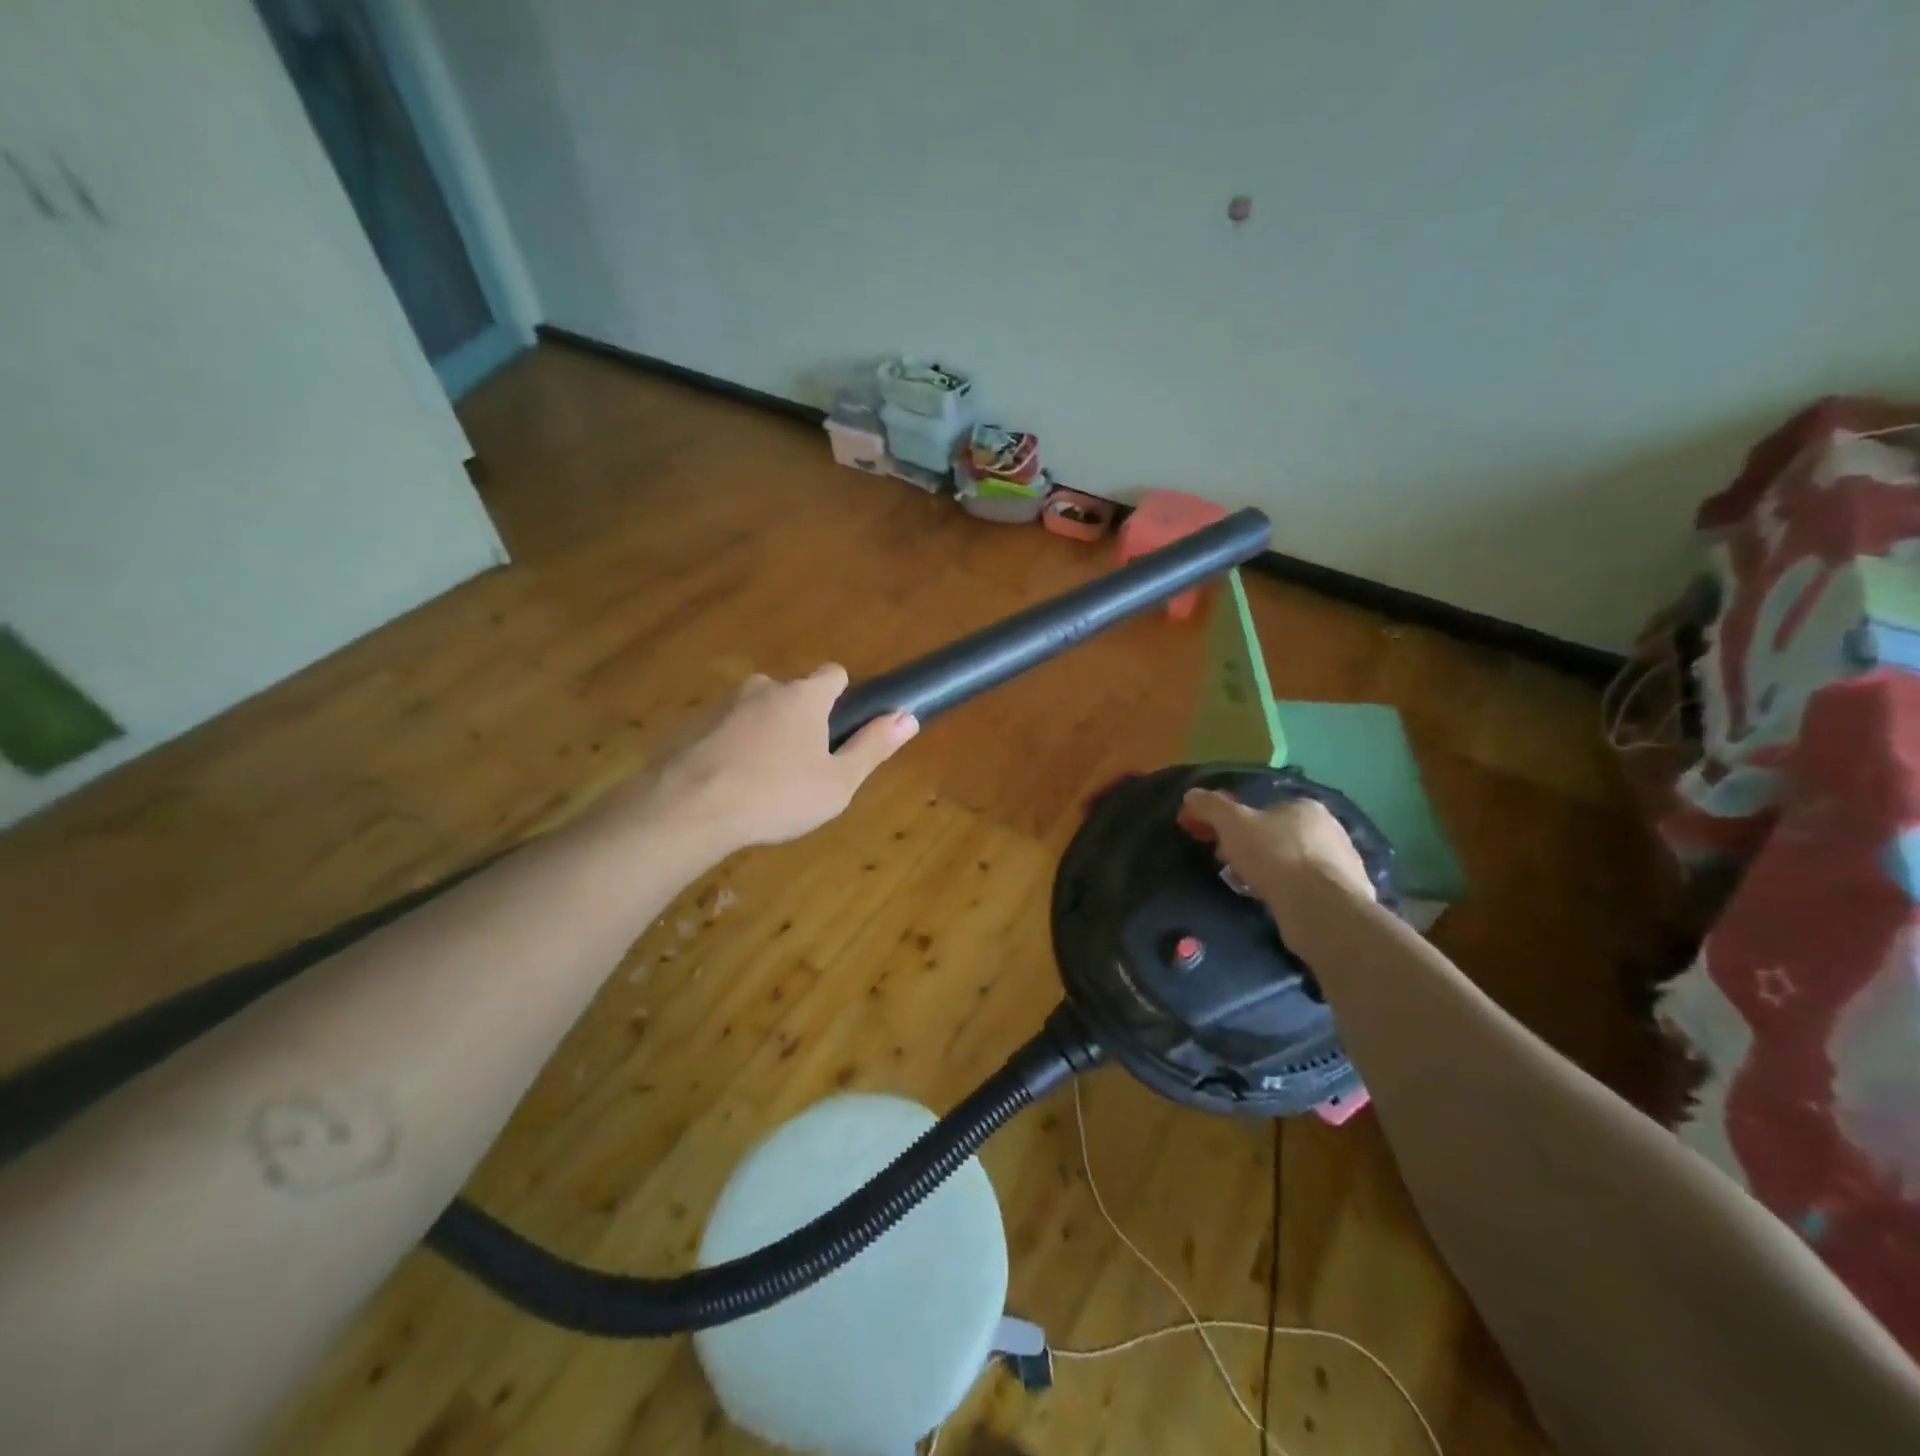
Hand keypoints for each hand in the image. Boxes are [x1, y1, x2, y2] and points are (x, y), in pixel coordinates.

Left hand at [638, 665, 916, 853]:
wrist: (687, 809)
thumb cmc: (776, 795)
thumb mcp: (837, 782)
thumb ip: (872, 747)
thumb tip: (909, 717)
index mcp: (804, 696)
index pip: (833, 673)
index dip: (842, 696)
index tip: (841, 728)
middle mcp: (764, 688)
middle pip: (793, 694)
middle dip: (802, 721)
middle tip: (804, 767)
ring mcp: (724, 704)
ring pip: (758, 712)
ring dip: (766, 735)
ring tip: (765, 782)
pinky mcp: (693, 726)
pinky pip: (727, 731)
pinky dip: (735, 748)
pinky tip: (732, 785)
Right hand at [1177, 789, 1375, 918]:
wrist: (1322, 910)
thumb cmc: (1276, 857)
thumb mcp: (1232, 824)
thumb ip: (1211, 806)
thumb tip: (1192, 795)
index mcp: (1305, 807)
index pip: (1263, 809)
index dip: (1234, 824)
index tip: (1215, 843)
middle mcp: (1330, 829)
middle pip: (1277, 835)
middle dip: (1250, 848)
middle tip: (1229, 868)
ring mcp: (1342, 863)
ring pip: (1292, 862)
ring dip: (1270, 871)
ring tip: (1251, 889)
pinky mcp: (1345, 895)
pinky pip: (1307, 887)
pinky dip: (1289, 892)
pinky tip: (1276, 903)